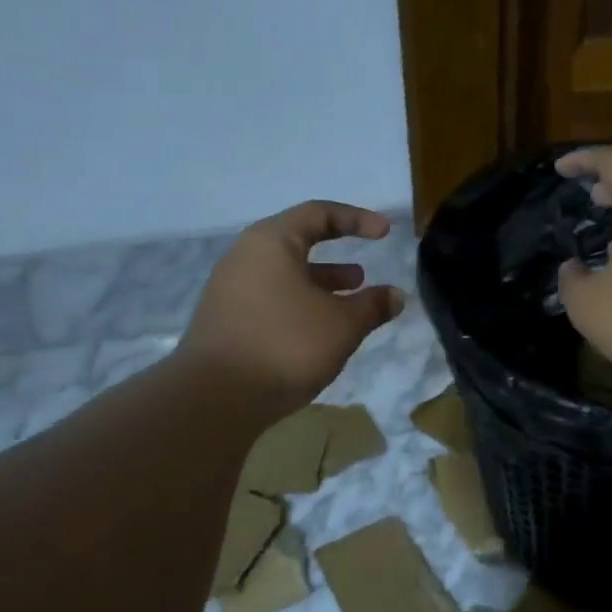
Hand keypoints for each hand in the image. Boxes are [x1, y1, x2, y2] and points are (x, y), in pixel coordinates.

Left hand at [181, 201, 404, 414]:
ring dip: (318, 286)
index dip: (356, 220)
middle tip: (362, 275)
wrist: (216, 397)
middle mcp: (244, 257)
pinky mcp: (224, 321)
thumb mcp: (342, 325)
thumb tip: (396, 296)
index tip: (385, 233)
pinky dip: (298, 306)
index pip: (318, 214)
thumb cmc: (286, 345)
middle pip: (296, 245)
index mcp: (271, 242)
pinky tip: (317, 334)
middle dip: (335, 258)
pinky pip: (269, 301)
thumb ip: (372, 306)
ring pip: (283, 277)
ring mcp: (229, 291)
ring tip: (347, 305)